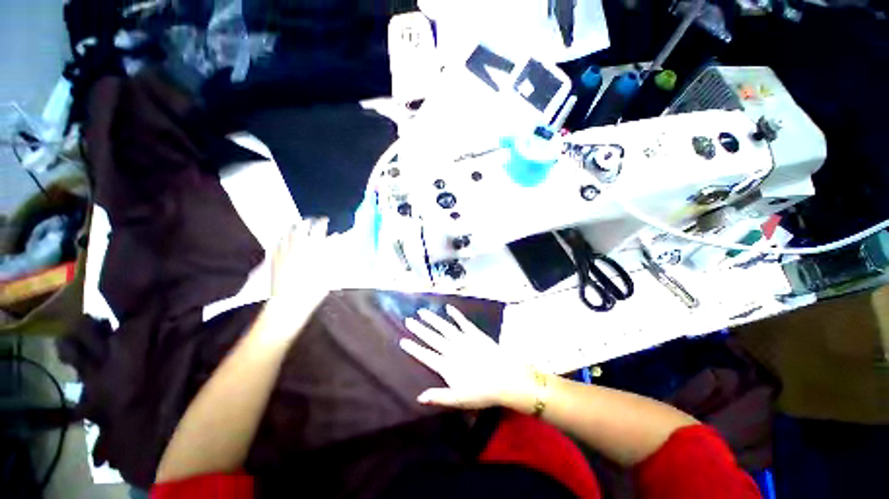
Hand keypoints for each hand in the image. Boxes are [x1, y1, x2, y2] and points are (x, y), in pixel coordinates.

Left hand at [267, 217, 330, 315]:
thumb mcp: (330, 270)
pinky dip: (281, 238)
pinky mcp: (274, 260)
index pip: (318, 229)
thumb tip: (337, 238)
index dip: (322, 222)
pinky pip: (275, 244)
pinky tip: (282, 238)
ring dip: (293, 227)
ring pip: (287, 233)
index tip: (325, 220)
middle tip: (311, 221)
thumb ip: (333, 252)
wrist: (289, 304)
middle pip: (300, 227)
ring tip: (297, 225)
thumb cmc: (314, 289)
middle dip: (307, 222)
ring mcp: (283, 253)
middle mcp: (297, 247)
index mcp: (313, 249)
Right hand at [400, 305, 540, 410]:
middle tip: (408, 320)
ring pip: (444, 327)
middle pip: (432, 338)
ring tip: (422, 312)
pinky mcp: (475, 334)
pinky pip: (463, 322)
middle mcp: (452, 350)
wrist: (505, 379)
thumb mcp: (459, 400)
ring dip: (433, 319)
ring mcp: (463, 339)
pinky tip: (448, 308)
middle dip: (419, 329)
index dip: (414, 348)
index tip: (403, 340)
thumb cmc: (482, 392)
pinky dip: (455, 314)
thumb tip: (419, 397)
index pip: (426, 355)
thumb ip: (439, 397)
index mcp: (447, 366)